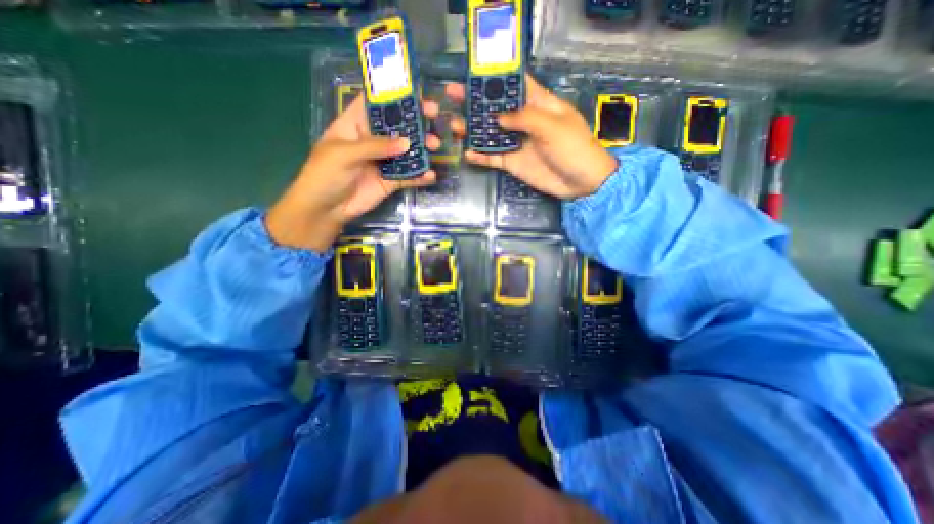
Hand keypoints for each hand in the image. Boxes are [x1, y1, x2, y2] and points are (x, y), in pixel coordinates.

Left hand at [266, 95, 442, 252]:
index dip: (394, 96)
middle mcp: (372, 140)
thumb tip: (407, 142)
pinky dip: (420, 176)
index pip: (375, 104)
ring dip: (422, 148)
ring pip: (406, 151)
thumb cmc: (325, 174)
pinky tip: (430, 175)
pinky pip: (408, 176)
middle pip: (397, 126)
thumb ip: (375, 146)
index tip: (416, 92)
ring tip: (435, 146)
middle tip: (435, 115)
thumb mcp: (345, 153)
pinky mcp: (390, 181)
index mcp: (355, 125)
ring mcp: (383, 161)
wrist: (326, 209)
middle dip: (415, 121)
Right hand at [447, 72, 618, 198]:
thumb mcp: (552, 126)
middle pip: (496, 108)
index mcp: (538, 104)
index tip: (474, 73)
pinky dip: (480, 156)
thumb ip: (524, 118)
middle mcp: (524, 121)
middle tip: (452, 95)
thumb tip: (497, 117)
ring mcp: (517, 143)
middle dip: (475, 101)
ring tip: (453, 124)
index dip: (497, 78)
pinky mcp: (513, 162)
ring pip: (490, 133)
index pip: (515, 84)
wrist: (580, 182)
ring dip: (472, 129)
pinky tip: (467, 153)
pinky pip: (493, 158)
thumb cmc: (573, 148)